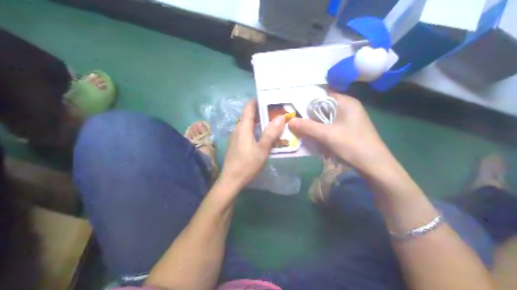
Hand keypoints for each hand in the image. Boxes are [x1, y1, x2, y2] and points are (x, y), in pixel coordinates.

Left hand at [218, 101, 286, 190]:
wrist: (231, 180)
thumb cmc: (247, 164)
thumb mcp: (262, 149)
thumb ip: (271, 133)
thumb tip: (281, 117)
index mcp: (243, 127)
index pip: (249, 107)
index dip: (258, 100)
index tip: (271, 99)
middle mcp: (238, 129)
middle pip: (250, 115)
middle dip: (263, 112)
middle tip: (278, 112)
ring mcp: (236, 137)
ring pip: (249, 124)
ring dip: (260, 122)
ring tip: (274, 123)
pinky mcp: (237, 144)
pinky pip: (247, 132)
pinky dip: (256, 130)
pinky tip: (265, 136)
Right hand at [289, 91, 394, 171]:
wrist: (375, 165)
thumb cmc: (352, 145)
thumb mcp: (327, 135)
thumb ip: (308, 127)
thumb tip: (290, 121)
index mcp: (346, 102)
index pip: (322, 95)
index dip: (307, 101)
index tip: (294, 109)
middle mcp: (349, 107)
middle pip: (324, 108)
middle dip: (310, 116)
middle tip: (295, 122)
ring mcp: (351, 120)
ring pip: (327, 119)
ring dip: (316, 126)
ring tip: (302, 132)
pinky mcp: (350, 130)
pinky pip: (332, 127)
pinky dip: (324, 132)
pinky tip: (316, 140)